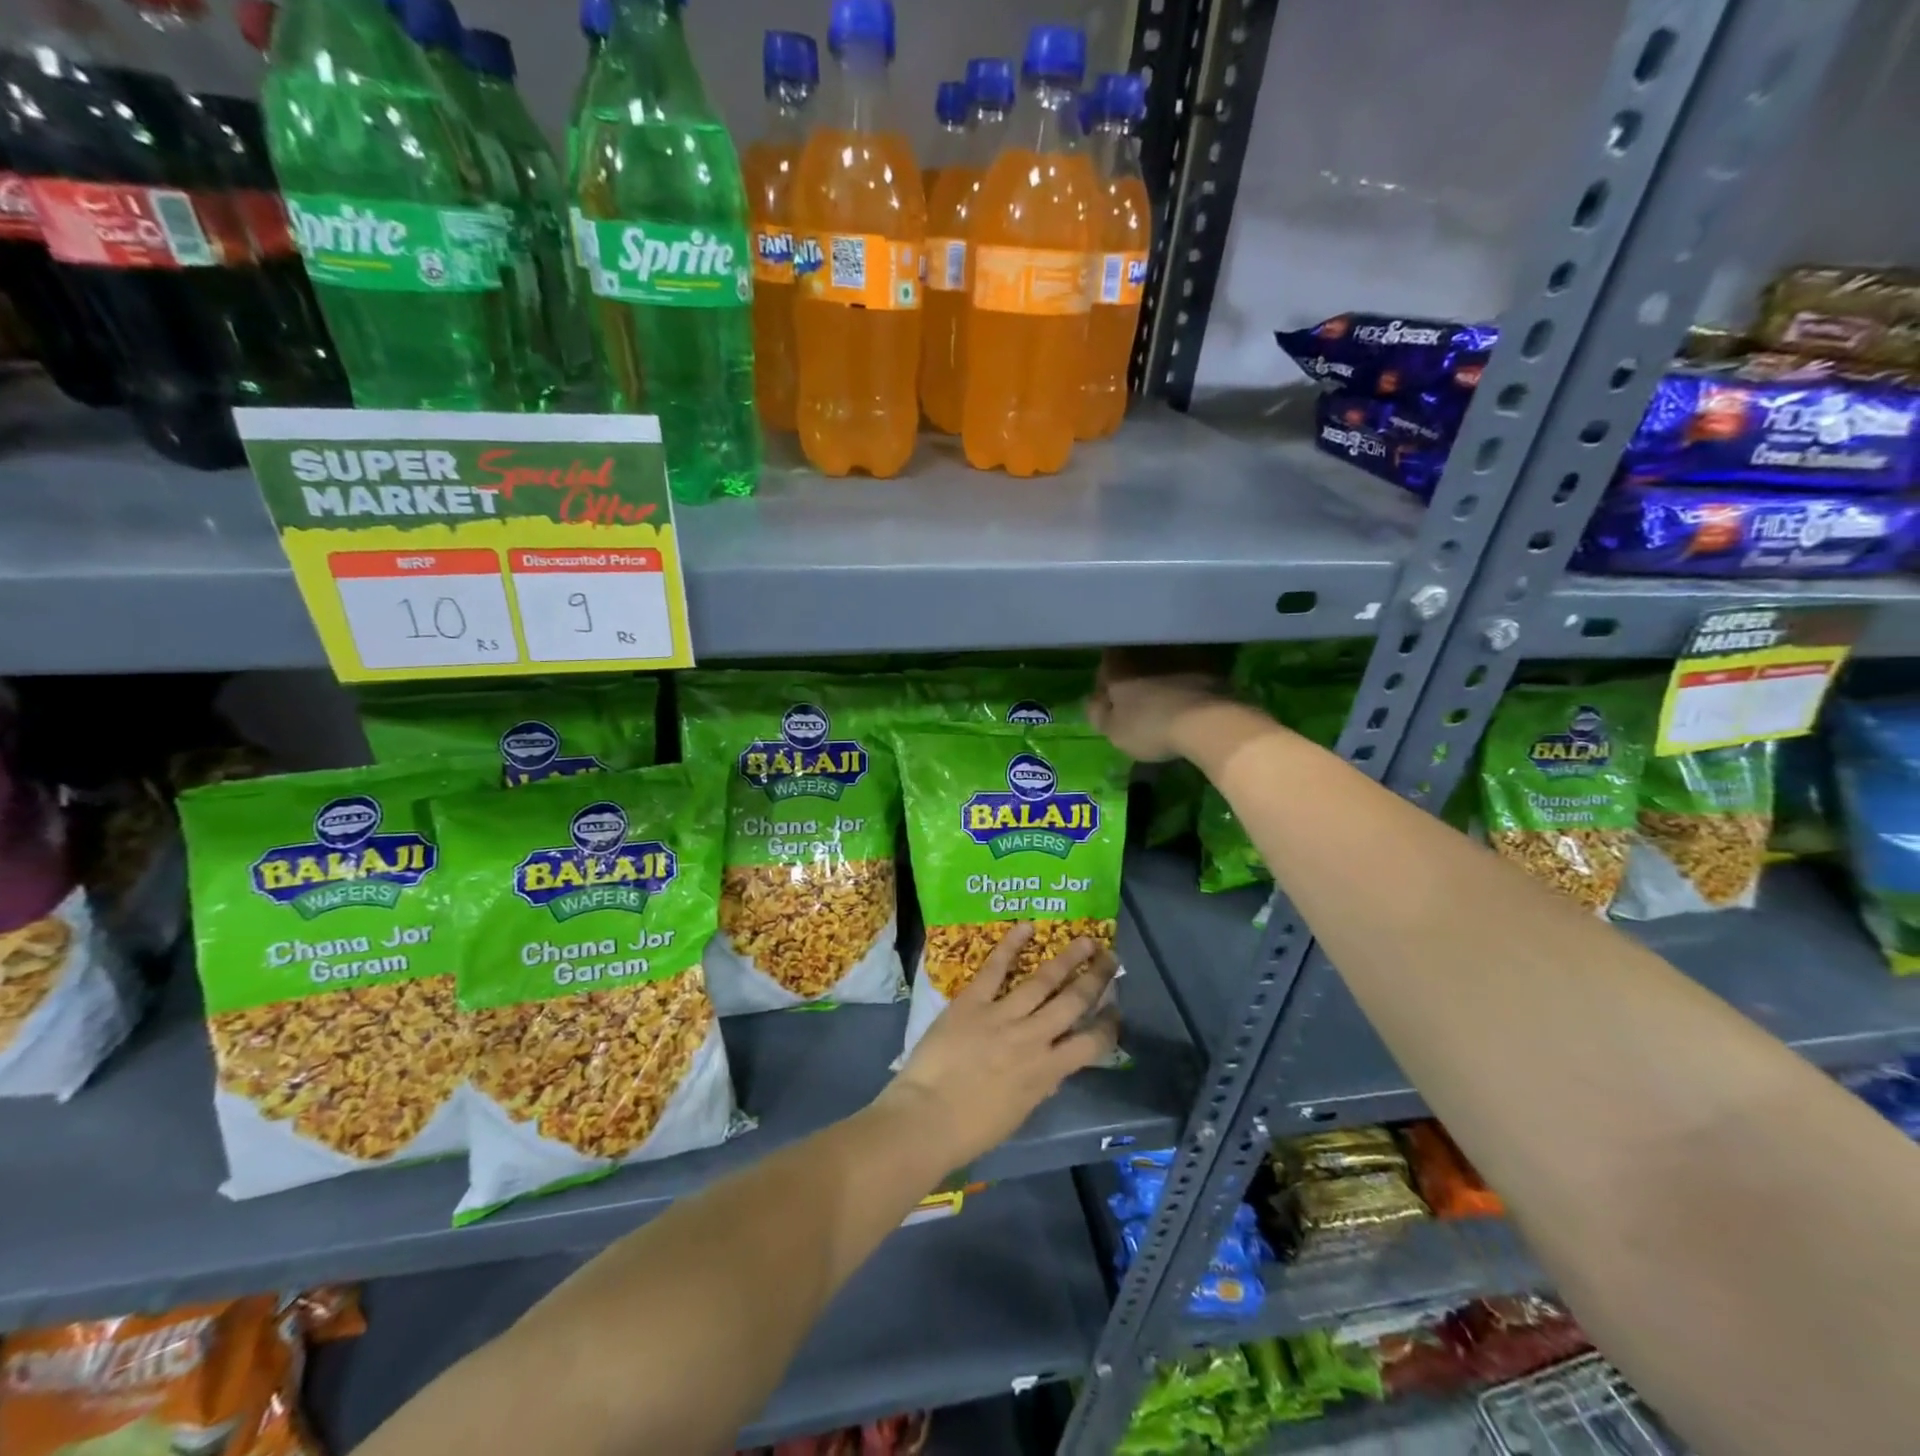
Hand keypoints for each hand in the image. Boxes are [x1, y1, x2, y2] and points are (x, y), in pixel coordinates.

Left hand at [881, 925, 1120, 1166]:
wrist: (927, 1119)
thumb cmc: (972, 1129)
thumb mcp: (1019, 1111)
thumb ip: (1039, 1084)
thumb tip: (1052, 1067)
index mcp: (1047, 1071)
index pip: (1091, 1044)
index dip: (1108, 1024)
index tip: (1116, 1009)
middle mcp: (1033, 1038)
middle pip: (1073, 1002)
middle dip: (1096, 979)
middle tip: (1110, 959)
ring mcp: (1003, 1016)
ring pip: (1043, 980)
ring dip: (1068, 959)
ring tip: (1085, 940)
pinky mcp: (973, 1001)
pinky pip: (995, 968)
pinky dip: (1011, 946)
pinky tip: (1026, 927)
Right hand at [1089, 650, 1227, 761]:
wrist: (1206, 722)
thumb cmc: (1149, 726)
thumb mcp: (1113, 731)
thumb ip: (1098, 713)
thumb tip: (1095, 702)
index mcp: (1117, 662)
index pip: (1103, 667)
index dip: (1105, 686)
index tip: (1110, 703)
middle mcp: (1145, 648)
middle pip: (1132, 661)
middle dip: (1133, 677)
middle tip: (1136, 702)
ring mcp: (1178, 651)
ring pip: (1162, 663)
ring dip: (1160, 676)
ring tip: (1164, 700)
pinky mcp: (1208, 661)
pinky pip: (1188, 669)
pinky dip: (1185, 680)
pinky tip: (1187, 699)